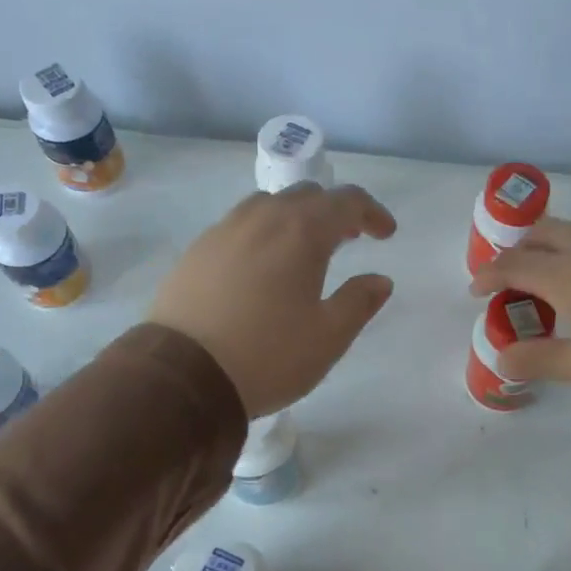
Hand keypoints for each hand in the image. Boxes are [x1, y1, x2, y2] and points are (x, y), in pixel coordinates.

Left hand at [150, 183, 396, 417]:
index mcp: (301, 232)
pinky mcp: (196, 251)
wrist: (184, 375)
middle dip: (333, 212)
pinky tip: (260, 268)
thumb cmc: (269, 355)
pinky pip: (238, 226)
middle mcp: (262, 219)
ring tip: (302, 251)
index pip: (346, 201)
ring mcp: (223, 231)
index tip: (385, 234)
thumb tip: (379, 280)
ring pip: (268, 205)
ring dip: (295, 218)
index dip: (372, 212)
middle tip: (348, 240)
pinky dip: (262, 234)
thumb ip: (359, 302)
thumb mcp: (329, 337)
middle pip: (306, 195)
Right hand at [469, 218, 570, 428]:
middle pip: (545, 231)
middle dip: (520, 247)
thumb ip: (539, 359)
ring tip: (553, 270)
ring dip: (555, 241)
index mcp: (569, 276)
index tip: (476, 290)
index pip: (516, 264)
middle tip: (511, 275)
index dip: (490, 275)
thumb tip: (502, 359)